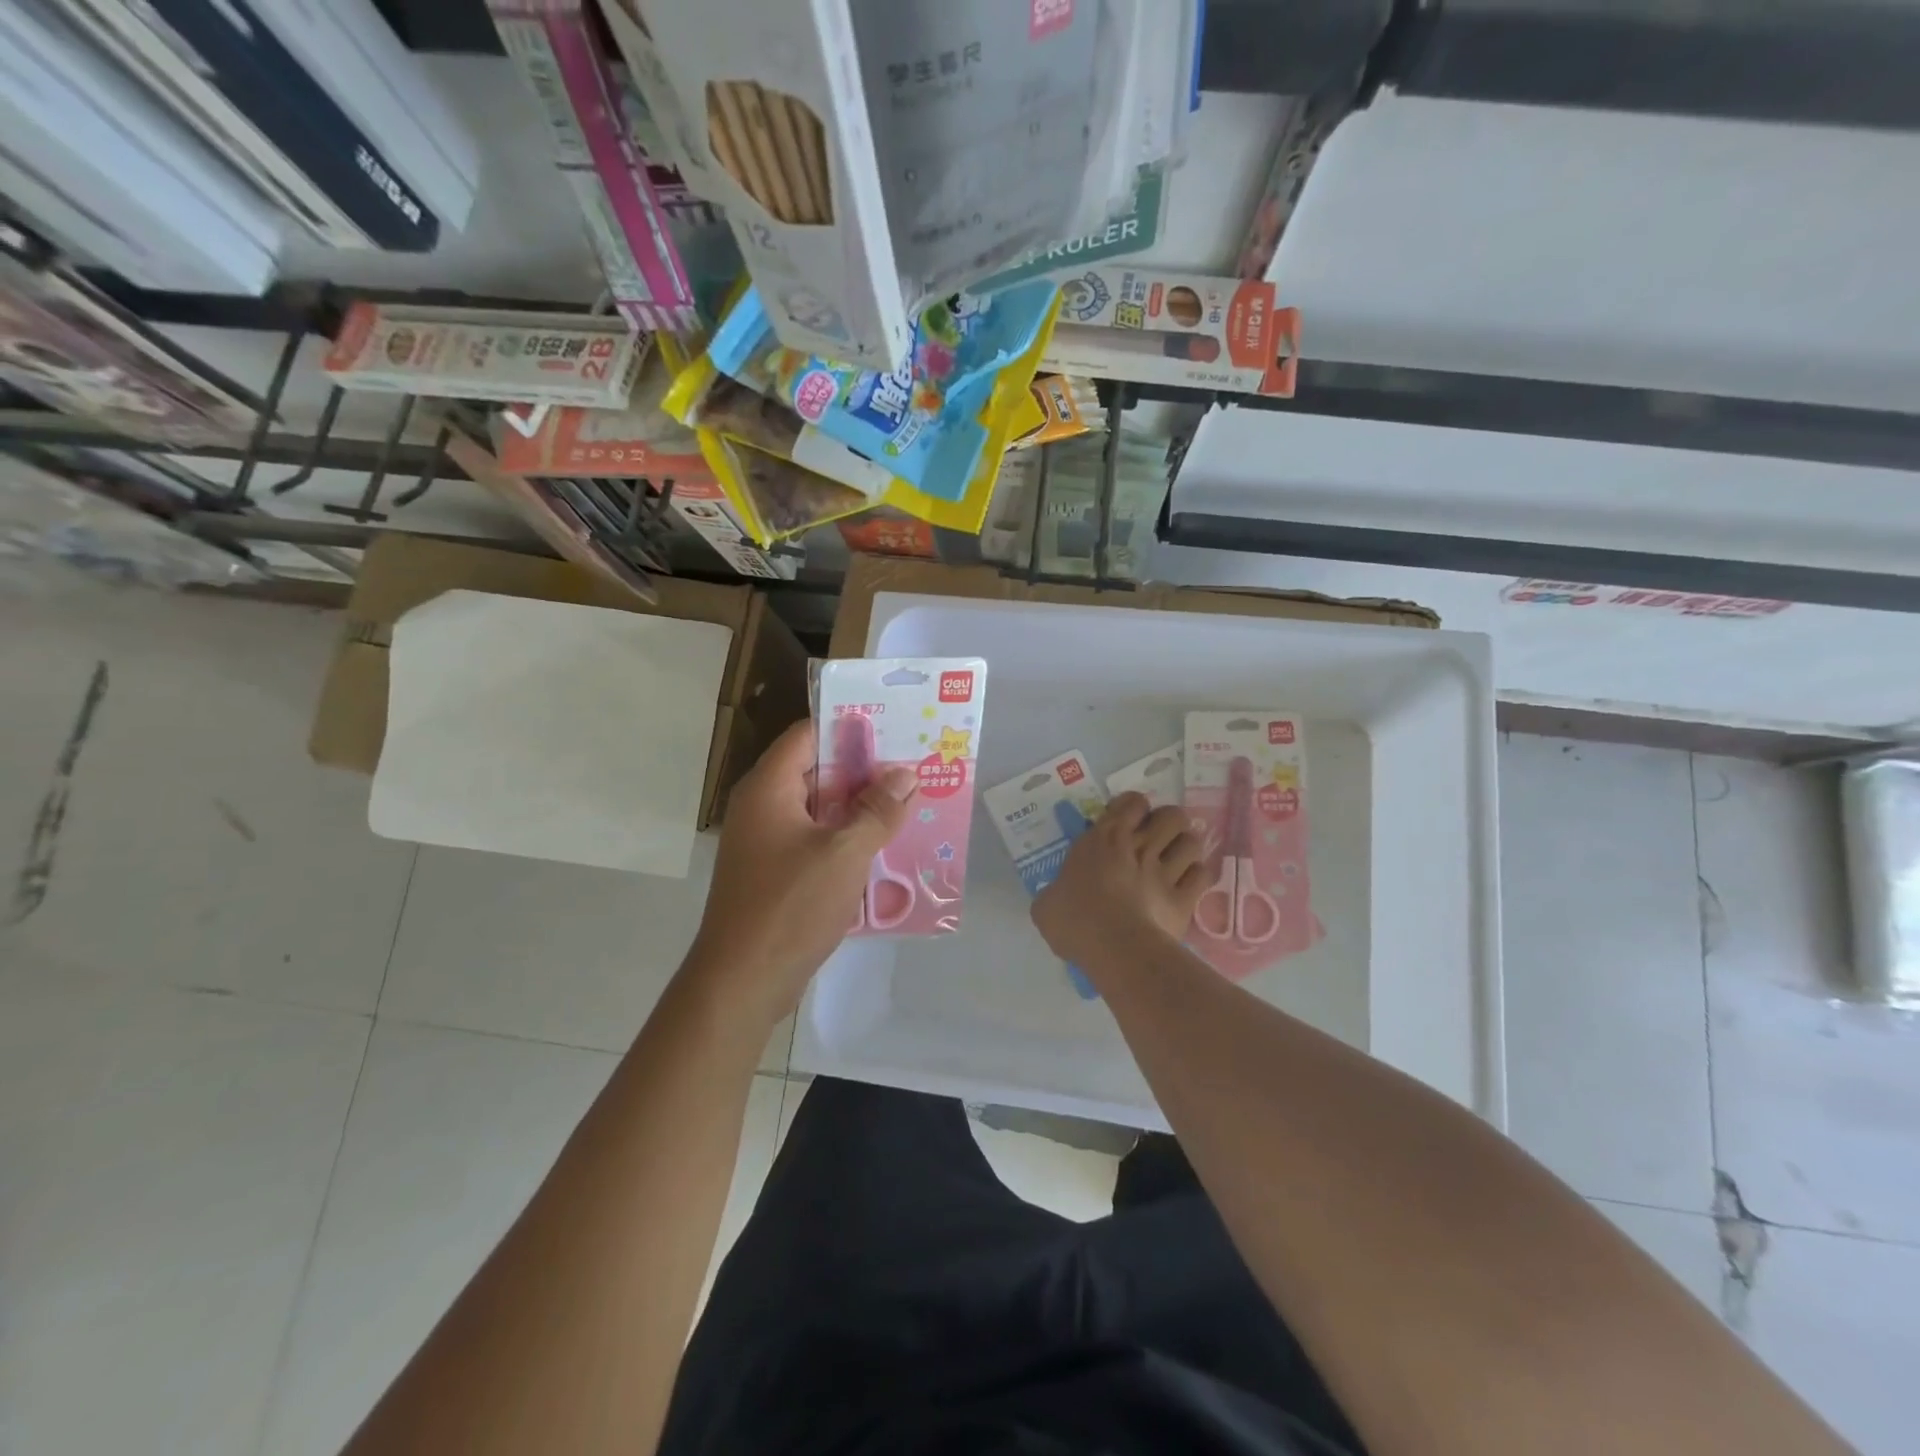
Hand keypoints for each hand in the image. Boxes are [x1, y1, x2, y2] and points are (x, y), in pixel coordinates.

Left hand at [684, 719, 916, 1025]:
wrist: (742, 982)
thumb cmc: (790, 906)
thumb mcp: (844, 853)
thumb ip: (878, 811)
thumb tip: (906, 775)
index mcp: (769, 788)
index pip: (808, 735)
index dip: (849, 727)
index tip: (894, 726)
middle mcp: (763, 806)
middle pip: (817, 770)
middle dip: (864, 769)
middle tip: (912, 765)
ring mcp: (768, 841)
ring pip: (820, 808)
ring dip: (860, 806)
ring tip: (909, 801)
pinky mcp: (777, 872)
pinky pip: (816, 840)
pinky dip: (847, 837)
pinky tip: (886, 845)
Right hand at [1032, 793, 1207, 968]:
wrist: (1114, 947)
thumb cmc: (1074, 920)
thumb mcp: (1047, 903)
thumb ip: (1055, 891)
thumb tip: (1055, 898)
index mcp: (1104, 839)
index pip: (1132, 802)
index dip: (1133, 808)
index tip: (1126, 822)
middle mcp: (1140, 846)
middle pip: (1172, 815)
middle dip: (1168, 824)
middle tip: (1157, 840)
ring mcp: (1167, 871)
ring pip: (1192, 841)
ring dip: (1185, 848)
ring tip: (1175, 861)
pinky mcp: (1185, 898)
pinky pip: (1202, 875)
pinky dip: (1196, 878)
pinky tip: (1187, 887)